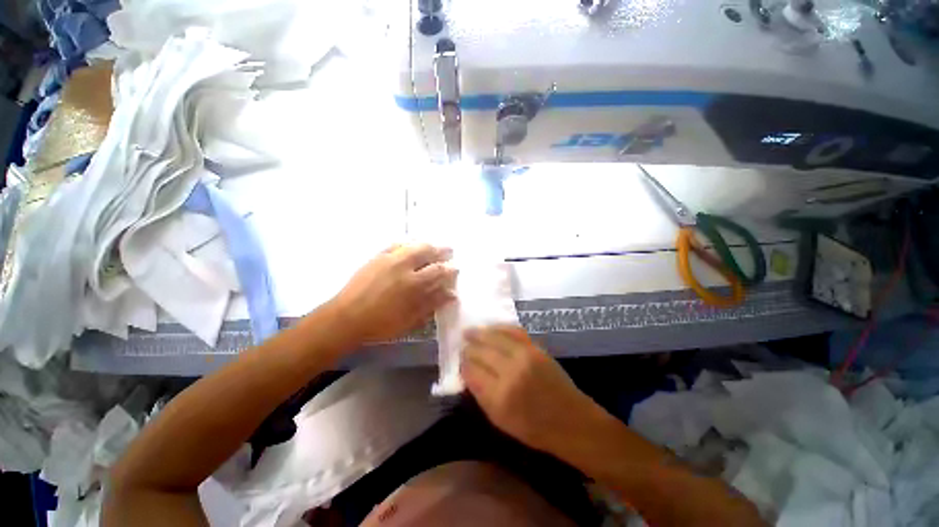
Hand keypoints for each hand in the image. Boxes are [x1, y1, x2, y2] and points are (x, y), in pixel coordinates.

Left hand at [332, 244, 456, 342]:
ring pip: (412, 244)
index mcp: (413, 283)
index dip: (449, 268)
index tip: (456, 268)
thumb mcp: (411, 319)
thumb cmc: (381, 323)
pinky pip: (395, 244)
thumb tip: (451, 294)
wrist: (346, 318)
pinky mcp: (376, 257)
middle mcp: (403, 265)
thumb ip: (432, 304)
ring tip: (433, 246)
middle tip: (449, 251)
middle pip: (427, 250)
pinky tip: (410, 245)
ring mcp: (389, 259)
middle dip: (441, 250)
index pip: (438, 270)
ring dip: (426, 244)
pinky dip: (407, 243)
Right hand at [461, 326, 601, 454]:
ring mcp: (525, 356)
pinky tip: (490, 327)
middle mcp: (510, 371)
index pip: (472, 371)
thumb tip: (467, 372)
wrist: (571, 420)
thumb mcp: (500, 420)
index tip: (460, 362)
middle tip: (462, 346)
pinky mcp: (536, 348)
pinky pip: (513, 331)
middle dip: (469, 348)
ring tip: (469, 331)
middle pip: (481, 352)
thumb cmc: (534, 428)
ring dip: (479, 333)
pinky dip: (499, 327)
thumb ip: (480, 394)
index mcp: (499, 396)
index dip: (463, 365)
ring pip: (494, 337)